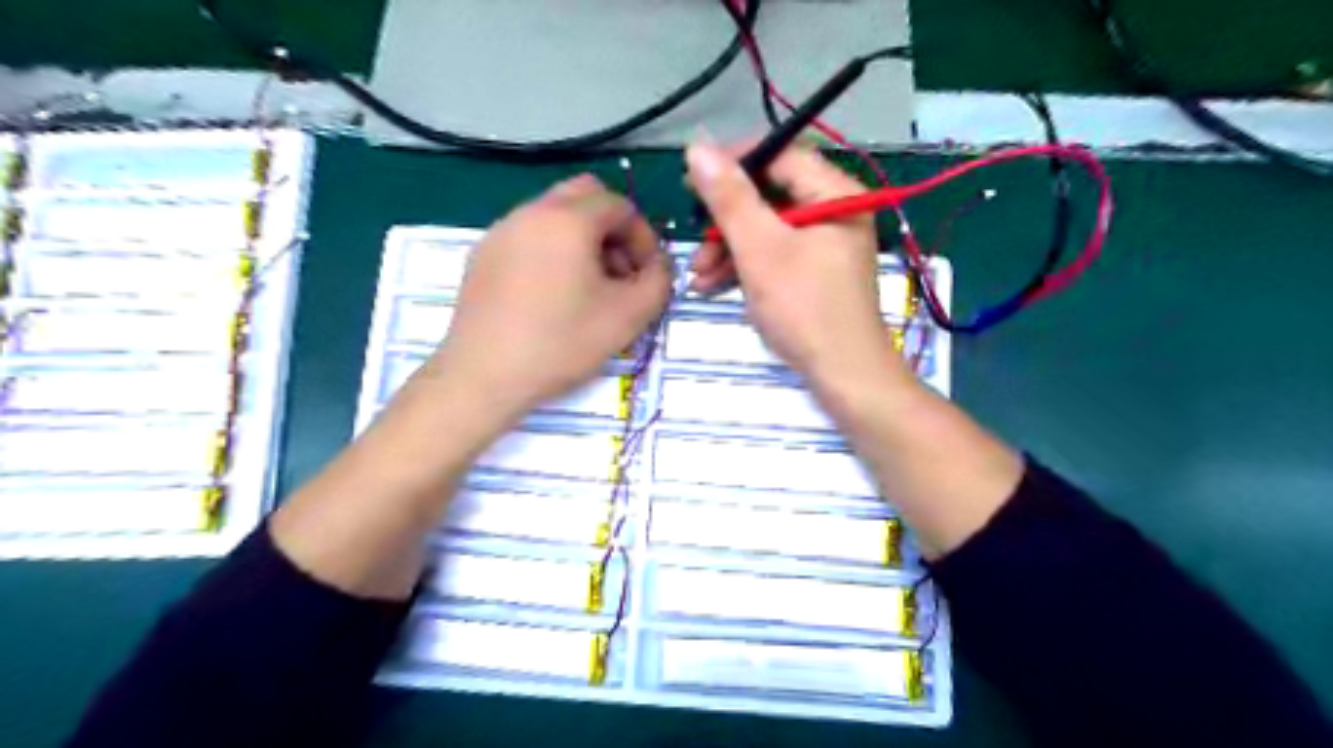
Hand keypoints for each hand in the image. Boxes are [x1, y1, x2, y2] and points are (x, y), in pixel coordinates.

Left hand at [426, 172, 672, 419]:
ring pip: (554, 214)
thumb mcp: (629, 316)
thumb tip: (657, 266)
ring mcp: (501, 230)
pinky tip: (551, 295)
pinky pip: (528, 235)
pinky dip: (551, 250)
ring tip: (587, 288)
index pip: (621, 205)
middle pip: (585, 196)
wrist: (484, 376)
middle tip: (619, 272)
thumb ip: (659, 281)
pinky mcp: (482, 254)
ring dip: (582, 239)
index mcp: (568, 219)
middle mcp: (531, 212)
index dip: (643, 238)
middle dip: (612, 229)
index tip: (646, 275)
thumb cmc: (561, 343)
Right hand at [687, 141, 905, 387]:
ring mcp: (826, 244)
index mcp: (835, 193)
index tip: (691, 179)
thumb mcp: (760, 249)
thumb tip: (698, 147)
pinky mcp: (816, 271)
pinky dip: (745, 266)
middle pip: (770, 196)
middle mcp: (835, 211)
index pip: (780, 156)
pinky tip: (713, 286)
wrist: (843, 374)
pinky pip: (775, 254)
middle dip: (725, 221)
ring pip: (768, 229)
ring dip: (728, 249)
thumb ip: (729, 198)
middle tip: (694, 239)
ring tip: (698, 276)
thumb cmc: (804, 308)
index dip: (733, 163)